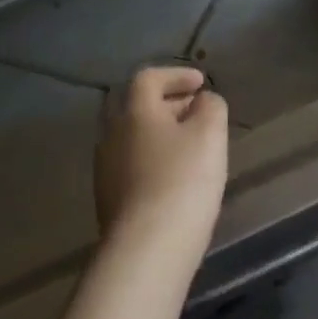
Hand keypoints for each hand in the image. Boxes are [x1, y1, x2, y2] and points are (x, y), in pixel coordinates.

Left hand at [95, 67, 228, 250]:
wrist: (148, 243)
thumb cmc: (183, 179)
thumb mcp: (210, 134)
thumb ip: (211, 107)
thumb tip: (204, 101)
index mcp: (135, 112)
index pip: (148, 78)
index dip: (175, 75)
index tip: (201, 82)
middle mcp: (112, 134)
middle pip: (136, 108)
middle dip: (167, 104)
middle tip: (196, 110)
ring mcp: (106, 168)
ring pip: (134, 138)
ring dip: (160, 133)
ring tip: (190, 144)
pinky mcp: (109, 198)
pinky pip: (133, 165)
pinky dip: (154, 159)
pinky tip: (176, 177)